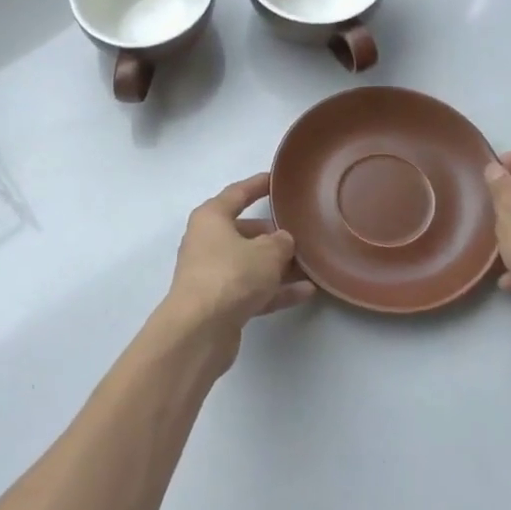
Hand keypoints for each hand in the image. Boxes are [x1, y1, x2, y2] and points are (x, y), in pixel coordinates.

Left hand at [156, 174, 313, 363]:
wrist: (200, 330)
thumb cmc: (231, 275)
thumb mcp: (266, 252)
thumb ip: (281, 242)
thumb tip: (282, 241)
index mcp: (211, 218)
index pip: (237, 193)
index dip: (258, 185)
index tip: (276, 180)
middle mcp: (207, 242)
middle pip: (244, 231)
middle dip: (273, 234)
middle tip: (301, 232)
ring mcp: (212, 274)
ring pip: (250, 263)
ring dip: (278, 265)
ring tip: (311, 264)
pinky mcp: (219, 303)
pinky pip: (252, 289)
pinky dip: (276, 290)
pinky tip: (306, 292)